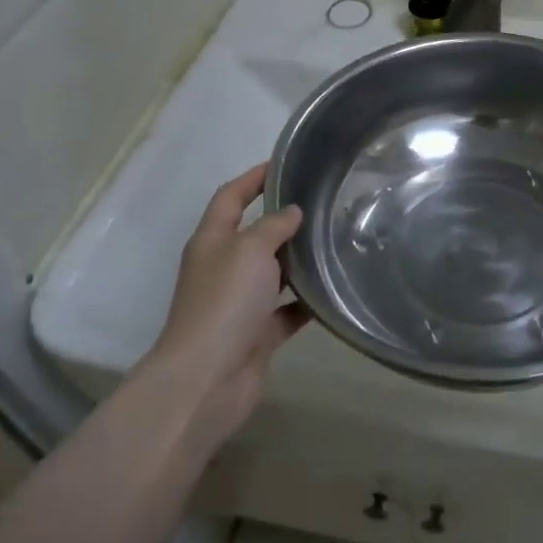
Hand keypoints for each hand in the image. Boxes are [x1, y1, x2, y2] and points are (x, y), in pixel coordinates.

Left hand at [152, 163, 308, 449]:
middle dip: (284, 219)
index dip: (254, 178)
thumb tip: (292, 213)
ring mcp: (239, 303)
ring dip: (298, 261)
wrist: (207, 379)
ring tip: (335, 242)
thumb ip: (273, 226)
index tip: (284, 163)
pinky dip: (306, 302)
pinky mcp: (257, 333)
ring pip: (273, 272)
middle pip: (254, 234)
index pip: (231, 197)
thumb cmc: (224, 302)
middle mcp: (223, 268)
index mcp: (212, 241)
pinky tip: (334, 290)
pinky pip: (286, 310)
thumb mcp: (250, 250)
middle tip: (324, 203)